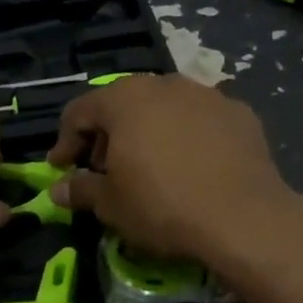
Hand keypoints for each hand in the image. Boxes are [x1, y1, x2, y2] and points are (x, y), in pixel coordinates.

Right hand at [44, 74, 301, 264]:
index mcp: (124, 99)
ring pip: (164, 109)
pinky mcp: (240, 113)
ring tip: (149, 167)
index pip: (80, 111)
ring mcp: (206, 95)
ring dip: (148, 132)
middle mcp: (164, 84)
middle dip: (107, 135)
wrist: (244, 218)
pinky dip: (187, 138)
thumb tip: (58, 190)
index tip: (60, 169)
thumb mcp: (111, 205)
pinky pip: (200, 121)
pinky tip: (192, 167)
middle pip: (123, 104)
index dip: (65, 141)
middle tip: (103, 169)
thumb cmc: (162, 206)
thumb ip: (81, 190)